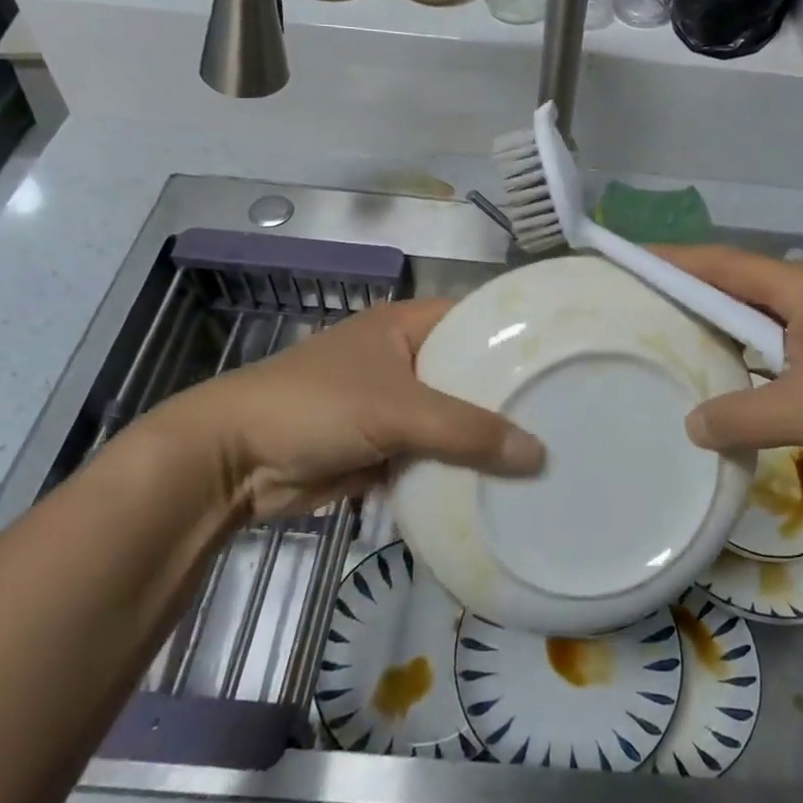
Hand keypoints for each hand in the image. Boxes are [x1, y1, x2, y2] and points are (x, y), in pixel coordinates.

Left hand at [143, 297, 543, 519]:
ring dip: (485, 438)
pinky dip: (457, 468)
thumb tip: (539, 455)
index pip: (479, 318)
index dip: (519, 335)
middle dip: (509, 395)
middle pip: (470, 373)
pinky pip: (433, 454)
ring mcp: (394, 405)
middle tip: (569, 413)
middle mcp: (406, 358)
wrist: (233, 462)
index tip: (567, 357)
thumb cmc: (316, 407)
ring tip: (548, 452)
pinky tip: (500, 484)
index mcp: (408, 325)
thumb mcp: (396, 409)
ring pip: (454, 418)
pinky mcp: (384, 447)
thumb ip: (467, 430)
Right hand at [659, 246, 802, 499]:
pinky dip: (763, 354)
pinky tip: (748, 382)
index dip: (674, 260)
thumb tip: (691, 425)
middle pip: (743, 284)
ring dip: (731, 329)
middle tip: (646, 310)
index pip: (722, 263)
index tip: (630, 257)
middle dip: (695, 295)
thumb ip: (742, 417)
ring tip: (685, 345)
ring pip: (771, 316)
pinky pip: (796, 340)